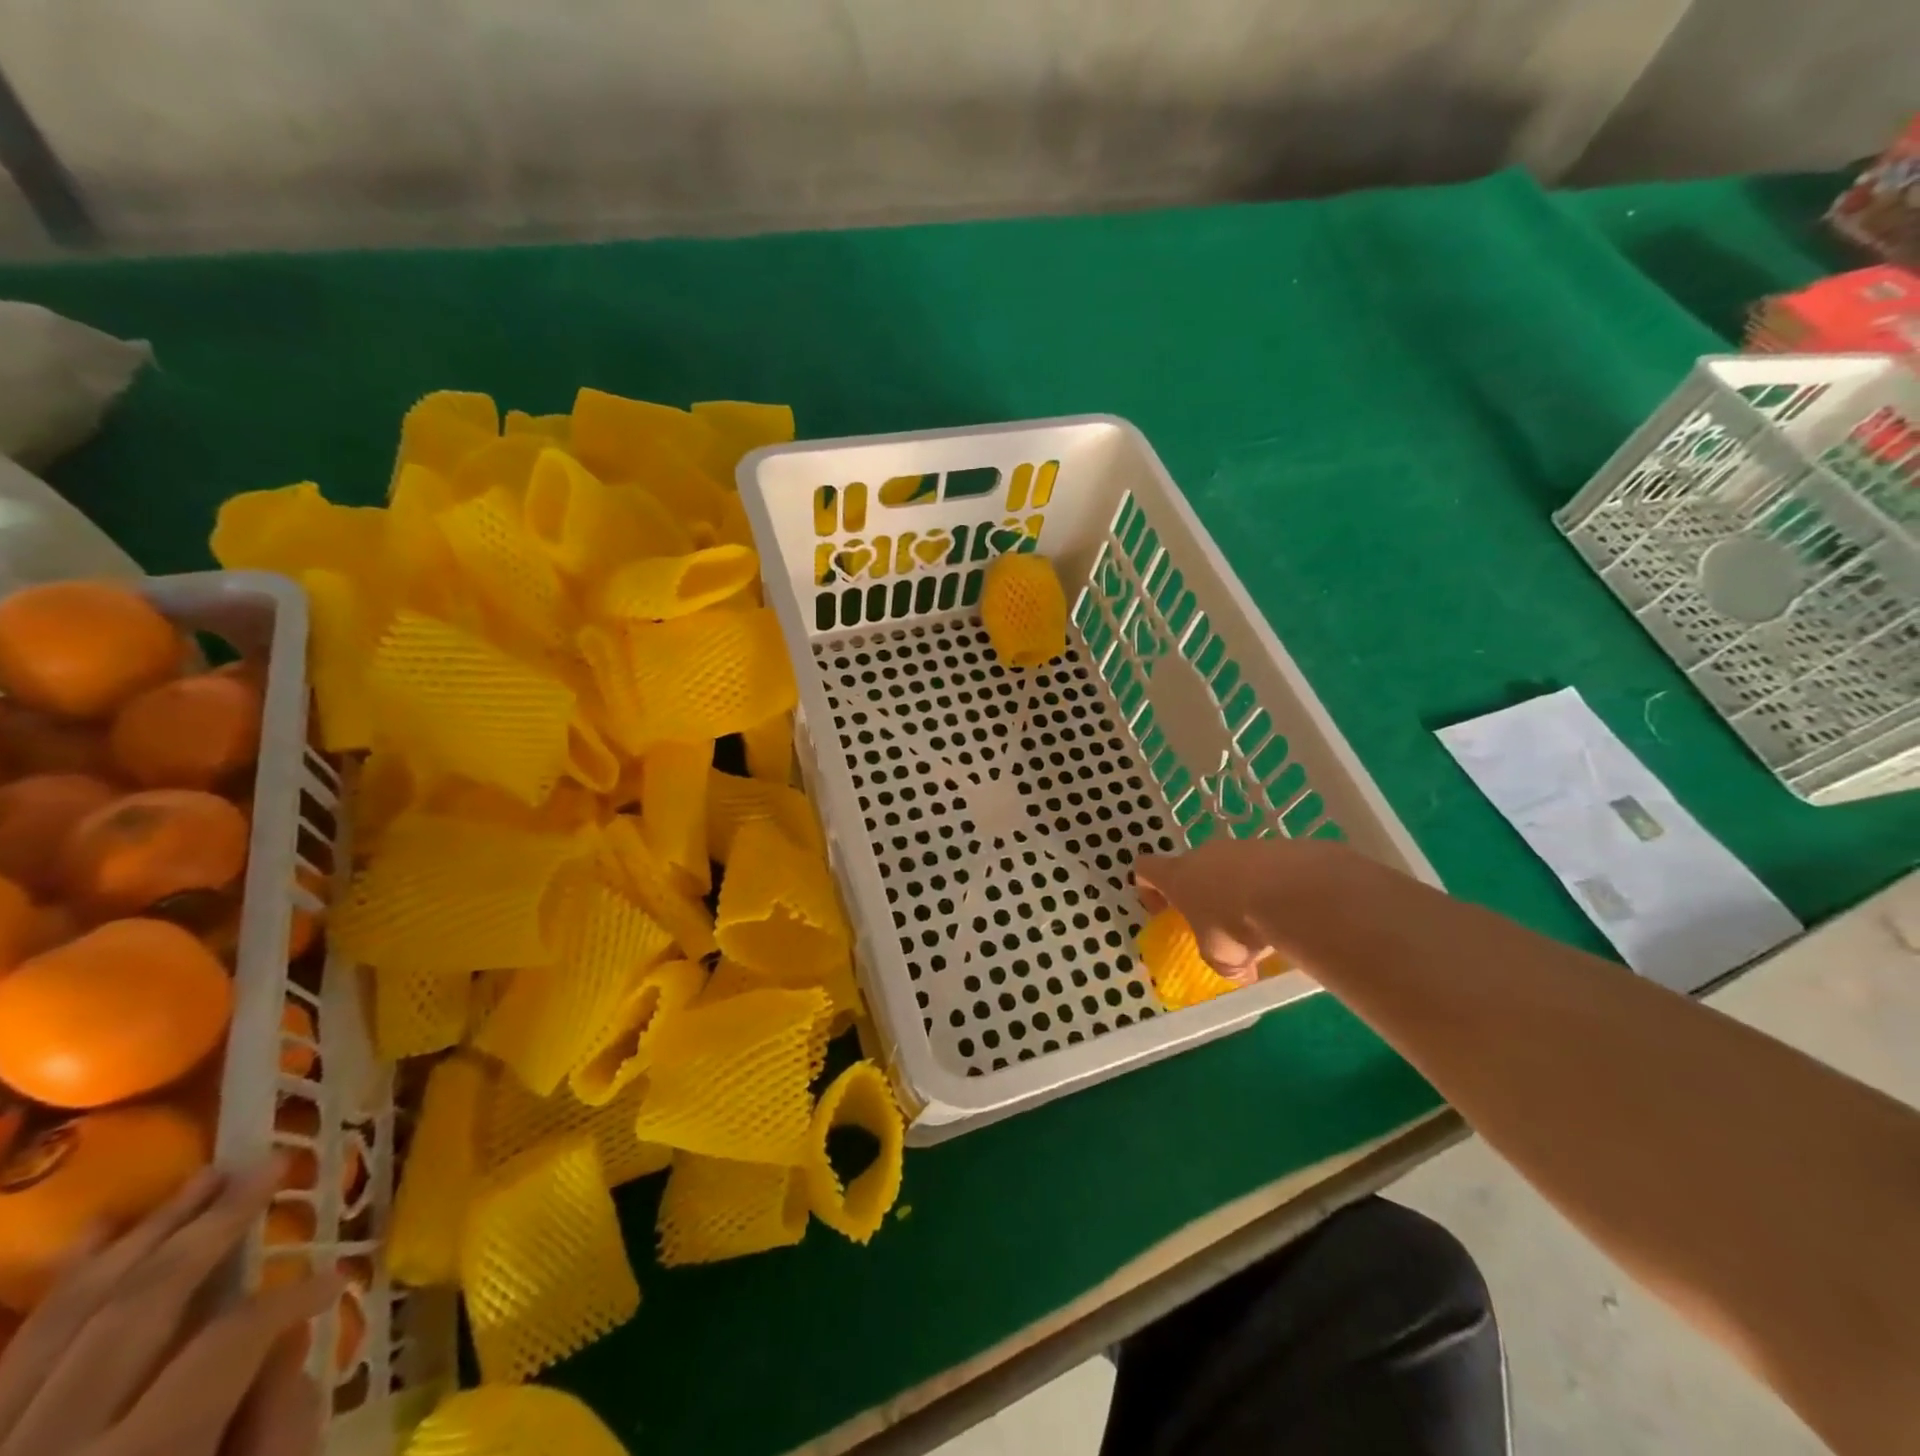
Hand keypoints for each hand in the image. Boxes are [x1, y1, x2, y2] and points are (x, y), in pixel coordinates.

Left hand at [0, 1157, 340, 1455]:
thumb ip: (273, 1440)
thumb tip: (292, 1345)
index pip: (231, 1342)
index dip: (293, 1297)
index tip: (334, 1277)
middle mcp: (40, 1455)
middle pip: (137, 1311)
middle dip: (211, 1228)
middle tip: (267, 1166)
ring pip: (60, 1318)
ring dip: (139, 1237)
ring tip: (200, 1177)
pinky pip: (0, 1356)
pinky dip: (58, 1289)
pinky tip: (99, 1235)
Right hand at [1135, 835, 1356, 984]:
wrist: (1292, 891)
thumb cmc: (1236, 925)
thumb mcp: (1221, 957)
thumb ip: (1221, 961)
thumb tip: (1239, 974)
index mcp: (1177, 877)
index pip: (1145, 868)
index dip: (1148, 888)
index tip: (1164, 912)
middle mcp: (1203, 855)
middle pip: (1191, 868)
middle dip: (1202, 895)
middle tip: (1218, 925)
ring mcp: (1238, 847)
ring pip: (1229, 868)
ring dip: (1237, 891)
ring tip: (1260, 923)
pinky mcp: (1272, 846)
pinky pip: (1262, 868)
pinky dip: (1267, 887)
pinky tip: (1284, 910)